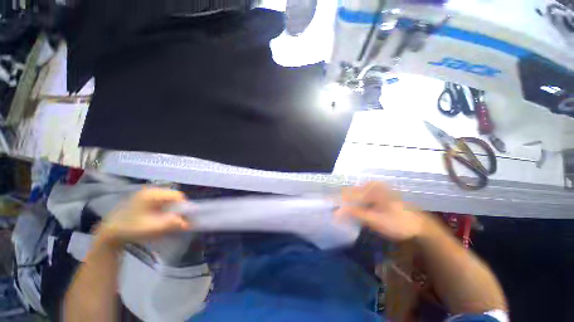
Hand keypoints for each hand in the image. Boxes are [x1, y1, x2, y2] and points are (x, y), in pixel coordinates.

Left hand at [96, 188, 189, 246]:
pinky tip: (160, 217)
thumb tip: (189, 223)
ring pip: (168, 198)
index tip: (183, 217)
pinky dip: (165, 208)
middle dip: (177, 208)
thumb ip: (172, 224)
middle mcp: (151, 190)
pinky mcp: (144, 199)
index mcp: (153, 194)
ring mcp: (147, 194)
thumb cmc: (131, 229)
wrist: (110, 233)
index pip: (177, 195)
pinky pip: (161, 201)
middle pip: (173, 196)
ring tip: (168, 219)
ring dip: (171, 208)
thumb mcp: (153, 228)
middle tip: (176, 219)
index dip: (183, 206)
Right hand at [336, 182, 426, 240]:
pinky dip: (357, 205)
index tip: (331, 210)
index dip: (339, 202)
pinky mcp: (378, 195)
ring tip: (342, 213)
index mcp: (373, 188)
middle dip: (344, 203)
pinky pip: (362, 198)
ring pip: (357, 196)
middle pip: (352, 193)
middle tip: (336, 213)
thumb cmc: (398, 223)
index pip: (349, 194)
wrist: (419, 227)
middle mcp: (373, 185)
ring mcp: (376, 190)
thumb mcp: (376, 220)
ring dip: (349, 205)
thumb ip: (356, 214)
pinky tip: (354, 212)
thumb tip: (337, 213)